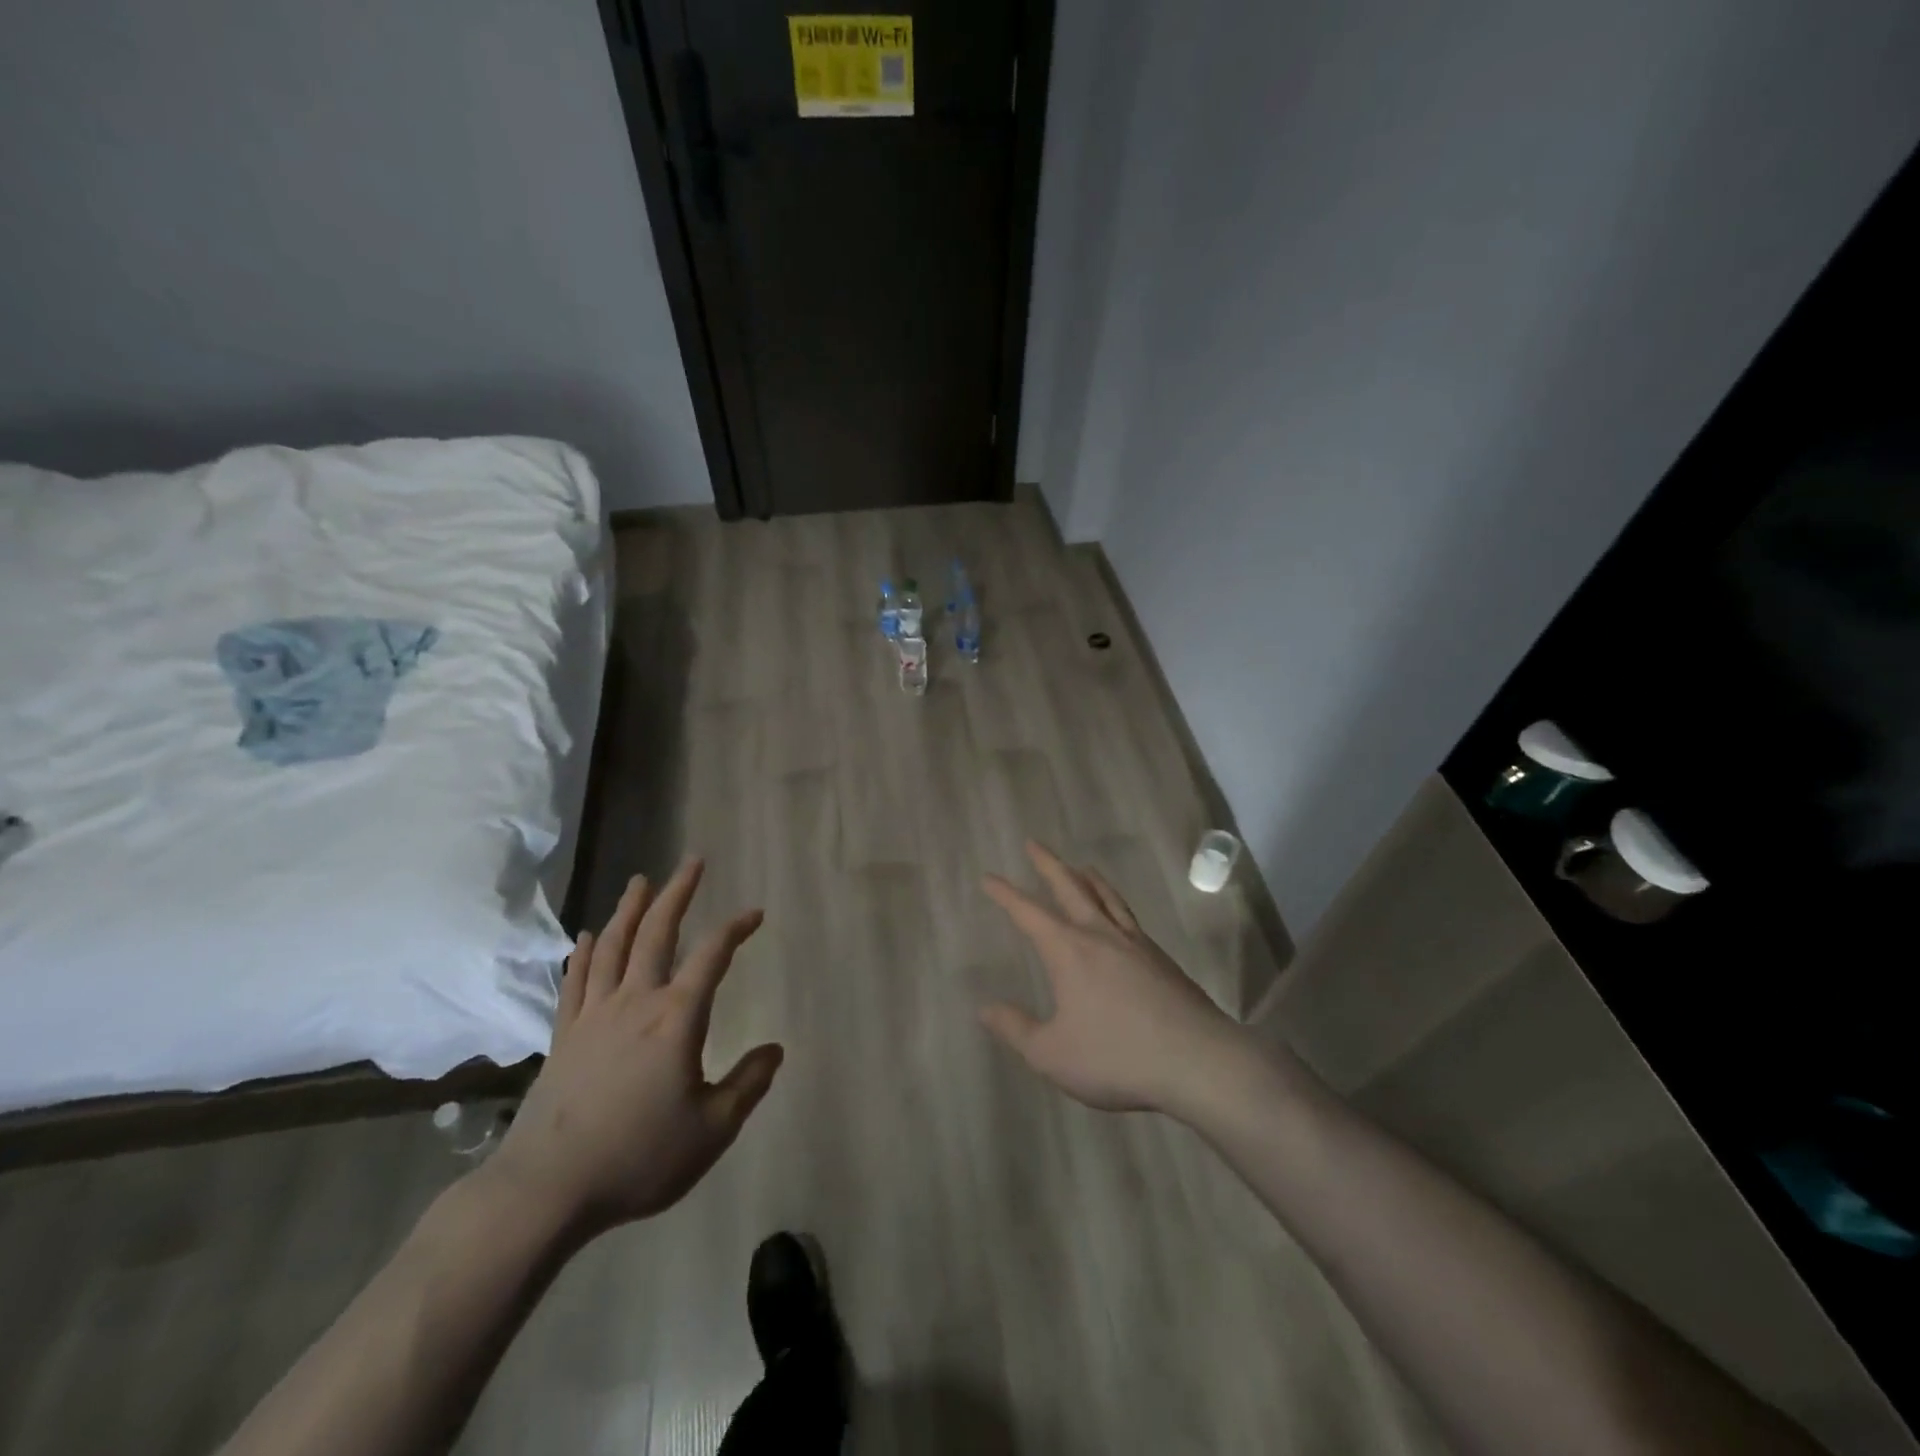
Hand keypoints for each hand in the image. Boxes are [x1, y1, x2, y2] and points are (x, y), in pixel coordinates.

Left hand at [486, 858, 782, 1236]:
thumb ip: (747, 1084)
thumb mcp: (711, 1130)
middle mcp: (635, 1002)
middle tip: (691, 861)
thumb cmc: (638, 1157)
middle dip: (677, 893)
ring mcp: (593, 1015)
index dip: (735, 928)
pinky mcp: (564, 1036)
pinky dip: (583, 954)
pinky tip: (587, 937)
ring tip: (641, 881)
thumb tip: (776, 1050)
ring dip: (630, 910)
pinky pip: (575, 981)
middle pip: (657, 933)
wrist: (547, 1189)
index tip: (754, 913)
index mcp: (676, 1018)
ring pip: (613, 947)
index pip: (712, 956)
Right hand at [980, 841, 1254, 1117]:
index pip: (1029, 913)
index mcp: (1069, 951)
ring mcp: (1135, 944)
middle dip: (1048, 864)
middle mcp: (1101, 935)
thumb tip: (986, 1009)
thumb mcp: (1052, 1054)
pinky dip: (1115, 902)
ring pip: (1107, 897)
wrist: (1196, 1060)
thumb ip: (1017, 1030)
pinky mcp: (1161, 959)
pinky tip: (1118, 915)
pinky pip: (1129, 917)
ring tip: (1081, 865)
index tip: (989, 877)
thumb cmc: (1116, 1057)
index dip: (1006, 895)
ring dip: (1088, 878)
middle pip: (1071, 887)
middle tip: (1034, 843)